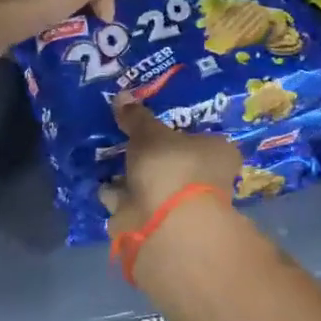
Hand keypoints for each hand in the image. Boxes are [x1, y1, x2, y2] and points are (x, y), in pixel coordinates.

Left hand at [0, 0, 120, 73]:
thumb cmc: (34, 3)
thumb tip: (108, 12)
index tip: (108, 24)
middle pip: (68, 3)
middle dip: (84, 21)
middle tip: (99, 45)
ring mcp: (17, 10)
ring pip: (52, 23)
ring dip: (66, 37)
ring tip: (81, 57)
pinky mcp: (6, 33)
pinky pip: (35, 40)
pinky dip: (46, 49)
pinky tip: (55, 61)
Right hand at [98, 96, 241, 235]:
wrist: (164, 223)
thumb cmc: (171, 166)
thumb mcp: (150, 133)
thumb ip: (137, 117)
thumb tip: (122, 96)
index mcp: (218, 154)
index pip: (204, 139)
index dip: (181, 132)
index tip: (158, 125)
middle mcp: (207, 180)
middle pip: (176, 163)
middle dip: (153, 156)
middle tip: (129, 140)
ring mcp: (182, 206)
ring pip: (154, 185)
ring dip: (133, 177)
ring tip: (109, 158)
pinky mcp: (156, 225)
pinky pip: (134, 203)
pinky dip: (119, 196)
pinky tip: (102, 183)